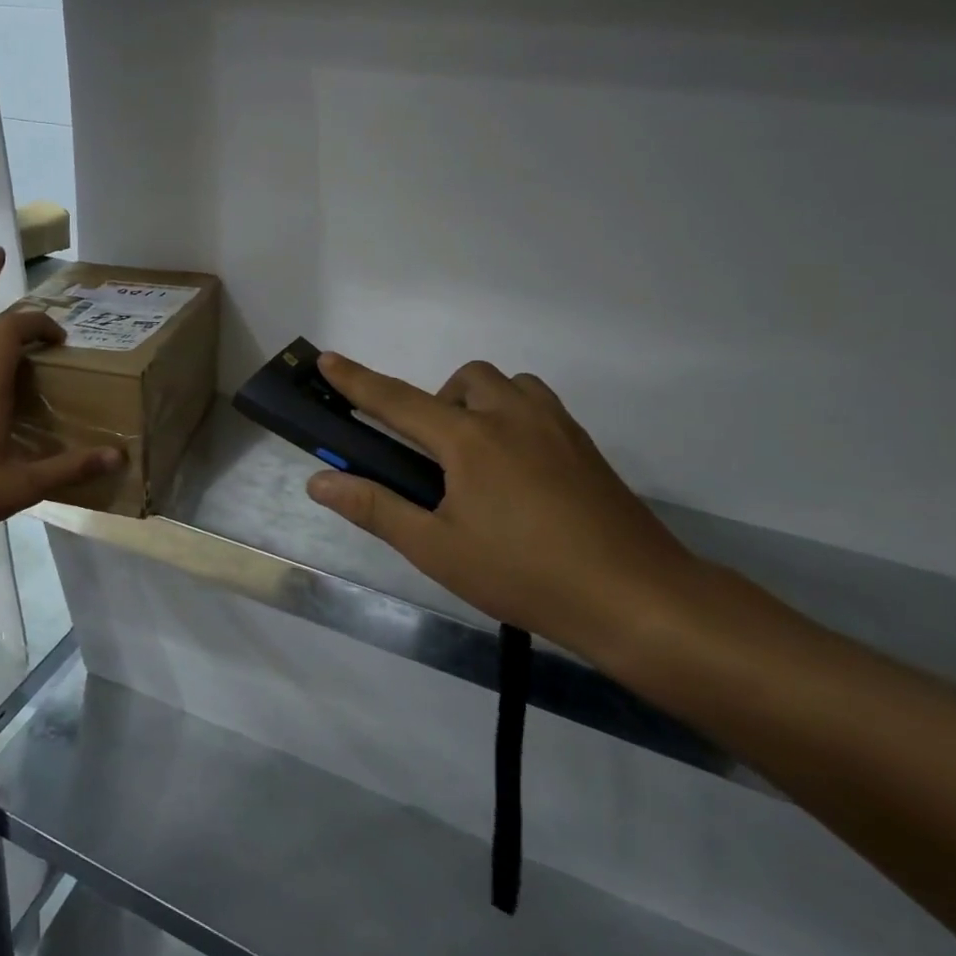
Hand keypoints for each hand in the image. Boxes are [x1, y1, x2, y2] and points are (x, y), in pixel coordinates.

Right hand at [305, 354, 698, 654]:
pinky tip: (517, 472)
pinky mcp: (586, 446)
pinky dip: (513, 417)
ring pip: (509, 385)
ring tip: (474, 458)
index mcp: (470, 440)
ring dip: (479, 403)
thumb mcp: (437, 549)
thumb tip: (320, 482)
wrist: (635, 596)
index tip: (327, 359)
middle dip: (436, 400)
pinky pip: (539, 406)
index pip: (398, 400)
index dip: (358, 381)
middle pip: (464, 379)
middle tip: (431, 454)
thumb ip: (376, 508)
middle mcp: (513, 417)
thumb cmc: (523, 573)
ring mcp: (557, 427)